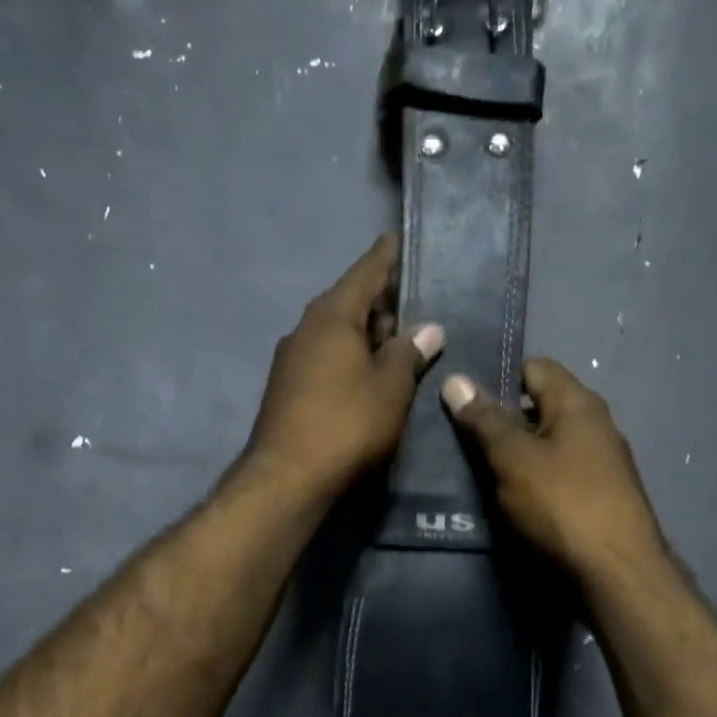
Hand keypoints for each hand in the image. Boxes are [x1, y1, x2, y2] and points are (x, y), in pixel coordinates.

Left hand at [244, 234, 443, 502]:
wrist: (287, 478)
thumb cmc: (347, 424)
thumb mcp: (390, 387)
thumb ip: (409, 353)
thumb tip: (428, 328)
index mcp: (332, 317)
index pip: (364, 274)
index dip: (384, 258)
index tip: (395, 238)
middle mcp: (306, 330)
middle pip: (348, 303)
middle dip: (379, 300)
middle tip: (412, 298)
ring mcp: (292, 360)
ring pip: (337, 333)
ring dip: (366, 332)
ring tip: (398, 337)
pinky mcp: (288, 389)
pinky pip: (326, 358)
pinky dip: (350, 356)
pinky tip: (369, 372)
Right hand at [441, 359, 666, 586]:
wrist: (617, 575)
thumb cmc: (562, 504)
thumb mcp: (513, 458)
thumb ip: (484, 420)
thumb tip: (455, 379)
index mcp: (579, 403)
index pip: (535, 367)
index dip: (498, 377)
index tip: (463, 400)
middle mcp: (596, 425)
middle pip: (540, 407)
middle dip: (502, 420)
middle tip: (460, 438)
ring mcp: (602, 463)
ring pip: (547, 444)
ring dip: (515, 455)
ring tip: (477, 471)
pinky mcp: (600, 497)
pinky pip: (558, 474)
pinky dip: (533, 480)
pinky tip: (510, 500)